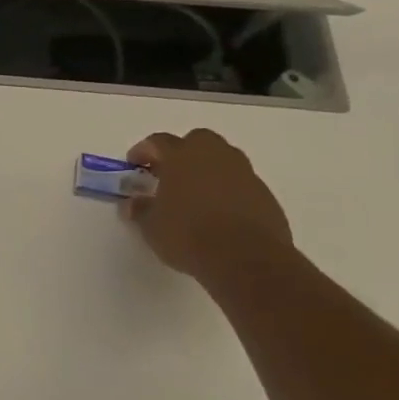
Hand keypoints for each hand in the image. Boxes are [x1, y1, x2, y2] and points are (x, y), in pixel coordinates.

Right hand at [122, 129, 291, 284]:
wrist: (246, 259)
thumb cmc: (188, 236)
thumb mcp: (151, 227)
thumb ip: (141, 209)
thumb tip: (134, 203)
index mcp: (182, 157)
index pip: (158, 142)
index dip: (143, 151)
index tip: (134, 164)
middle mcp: (215, 156)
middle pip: (197, 140)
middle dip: (181, 151)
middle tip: (167, 173)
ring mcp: (243, 173)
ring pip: (222, 158)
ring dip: (206, 168)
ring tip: (192, 192)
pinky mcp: (263, 193)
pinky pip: (239, 180)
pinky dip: (225, 187)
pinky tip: (216, 210)